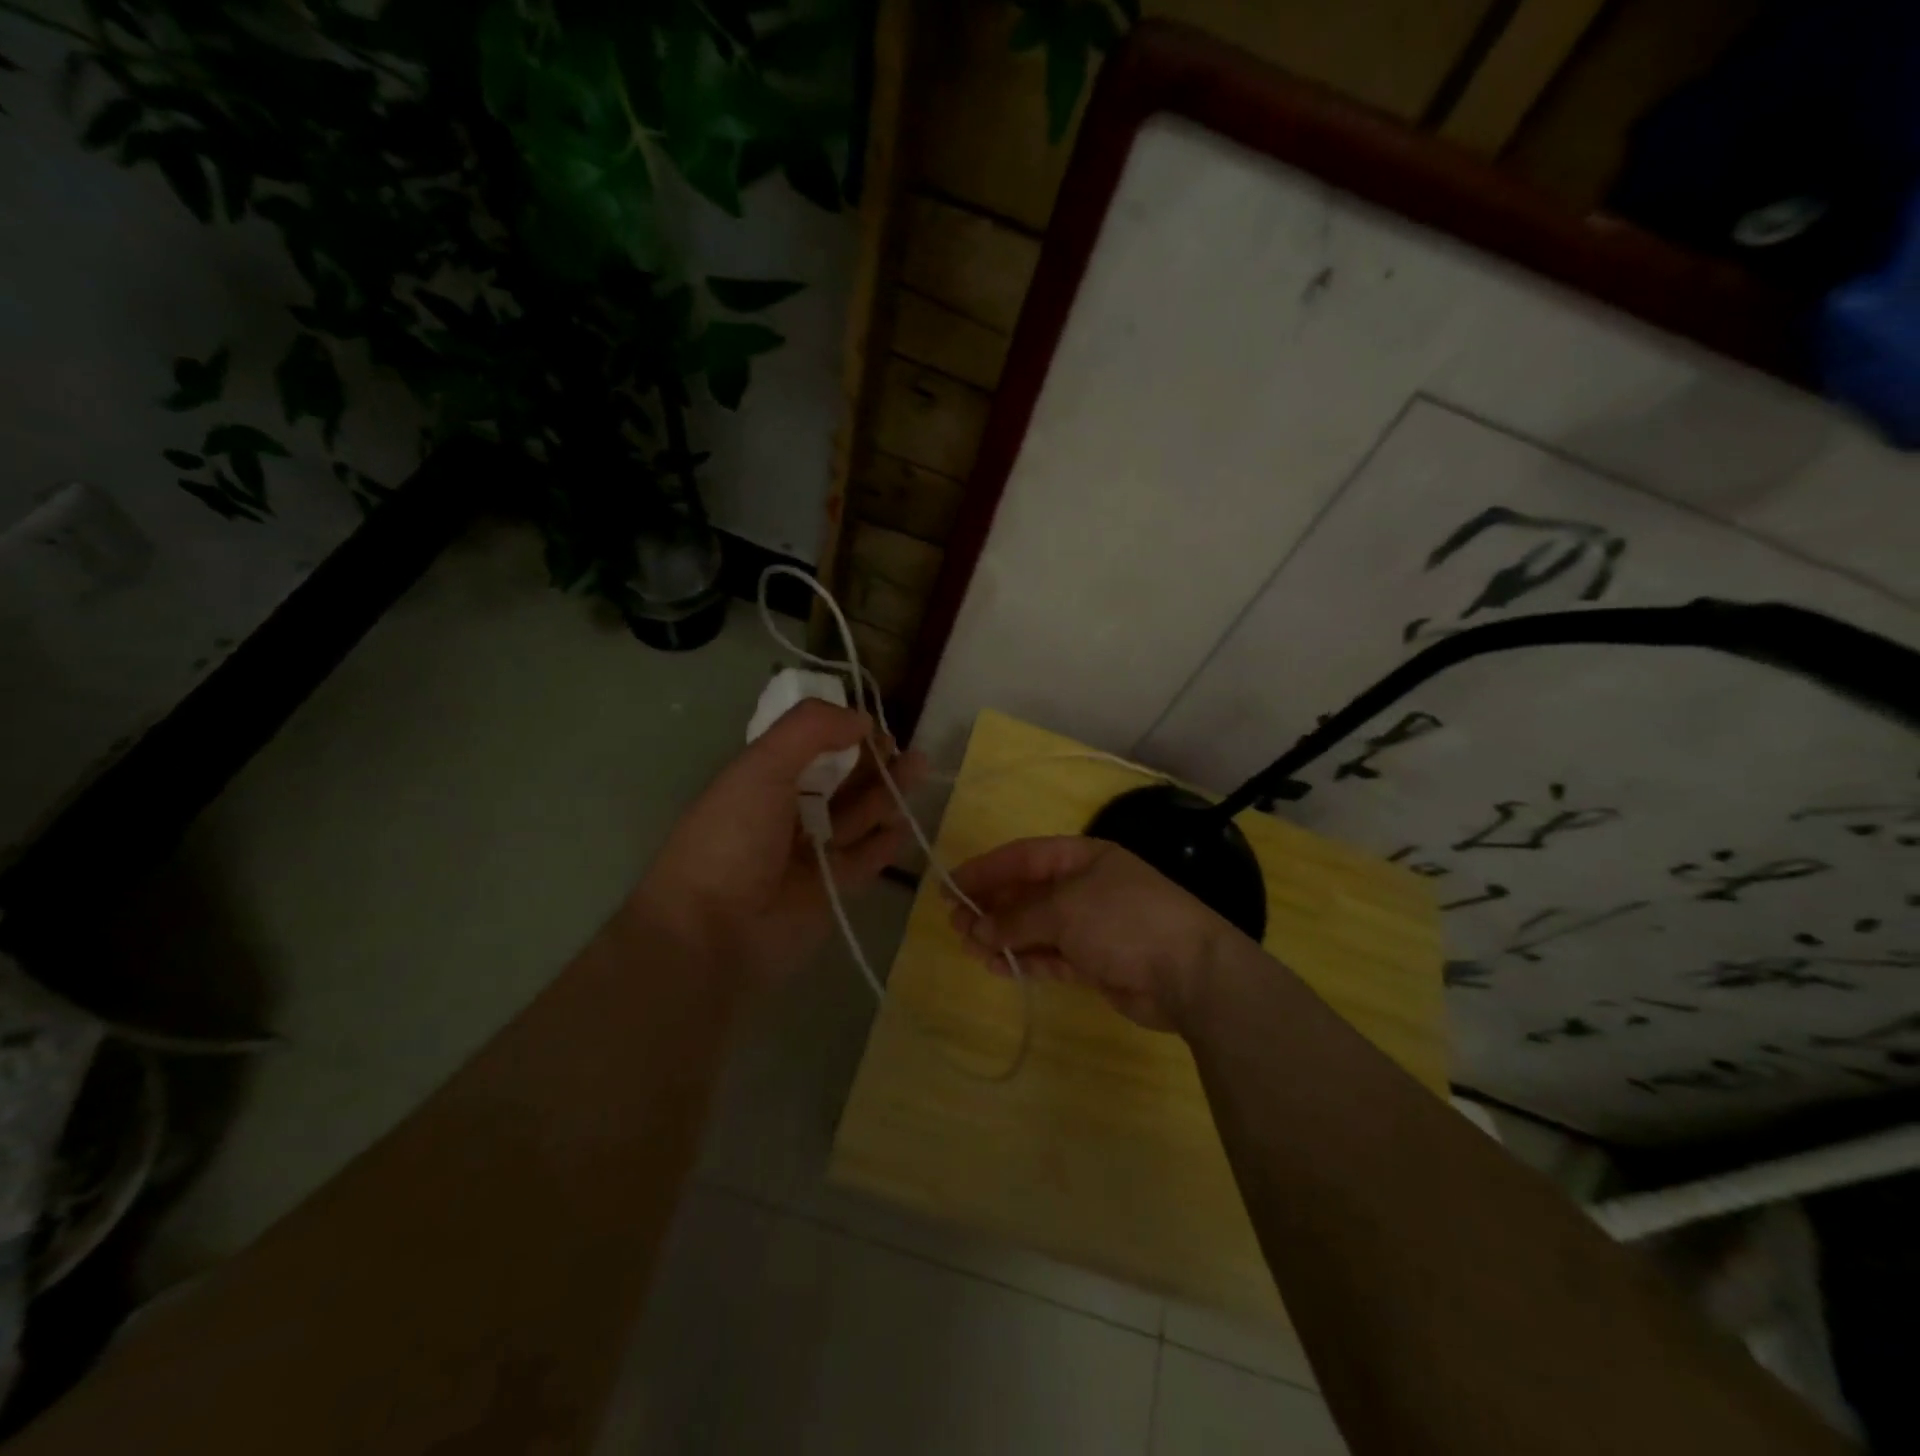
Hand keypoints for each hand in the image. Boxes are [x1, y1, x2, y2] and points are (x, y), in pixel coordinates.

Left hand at [634, 699, 926, 990]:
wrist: (714, 931)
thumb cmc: (733, 838)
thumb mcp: (761, 766)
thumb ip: (810, 730)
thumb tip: (860, 718)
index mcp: (761, 780)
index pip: (809, 747)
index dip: (841, 733)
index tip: (871, 726)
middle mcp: (786, 813)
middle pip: (838, 780)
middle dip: (872, 762)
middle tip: (905, 750)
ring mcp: (809, 853)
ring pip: (856, 816)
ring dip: (886, 793)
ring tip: (917, 771)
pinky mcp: (830, 889)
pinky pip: (865, 859)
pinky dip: (885, 842)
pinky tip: (905, 823)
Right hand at [946, 837, 1235, 1031]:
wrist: (1190, 974)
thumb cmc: (1124, 919)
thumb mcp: (1066, 908)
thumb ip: (1018, 918)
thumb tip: (980, 929)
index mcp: (1082, 857)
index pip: (1024, 857)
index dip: (986, 869)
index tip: (951, 885)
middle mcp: (1084, 887)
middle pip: (1027, 892)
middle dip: (991, 906)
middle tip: (955, 923)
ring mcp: (1090, 926)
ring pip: (1035, 927)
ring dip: (1002, 935)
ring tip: (968, 947)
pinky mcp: (1094, 962)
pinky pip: (1050, 956)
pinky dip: (1024, 959)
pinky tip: (997, 965)